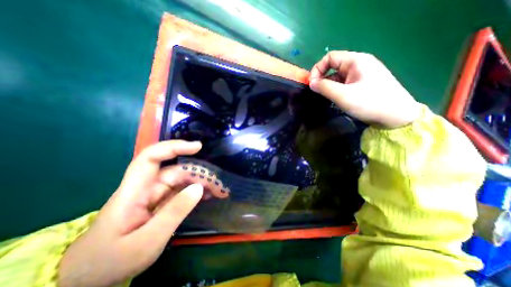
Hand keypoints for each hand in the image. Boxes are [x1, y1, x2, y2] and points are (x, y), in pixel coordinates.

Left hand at [59, 140, 204, 286]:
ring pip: (182, 180)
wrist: (93, 277)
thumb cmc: (112, 261)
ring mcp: (155, 195)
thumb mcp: (146, 241)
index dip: (174, 147)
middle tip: (218, 182)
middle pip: (175, 170)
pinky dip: (196, 192)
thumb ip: (174, 212)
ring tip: (218, 189)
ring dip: (200, 182)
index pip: (151, 157)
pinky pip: (182, 192)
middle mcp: (147, 187)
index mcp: (134, 191)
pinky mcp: (162, 202)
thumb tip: (199, 188)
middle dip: (198, 172)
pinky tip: (208, 195)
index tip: (197, 147)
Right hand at [309, 51, 420, 128]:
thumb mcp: (343, 95)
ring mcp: (361, 74)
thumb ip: (324, 87)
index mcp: (356, 61)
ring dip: (329, 85)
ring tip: (326, 98)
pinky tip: (335, 99)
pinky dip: (336, 89)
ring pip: (338, 76)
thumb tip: (311, 83)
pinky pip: (344, 83)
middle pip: (333, 66)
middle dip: (322, 78)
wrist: (396, 116)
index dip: (317, 69)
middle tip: (317, 93)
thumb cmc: (369, 103)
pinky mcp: (363, 84)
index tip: (312, 84)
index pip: (330, 57)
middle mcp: (359, 64)